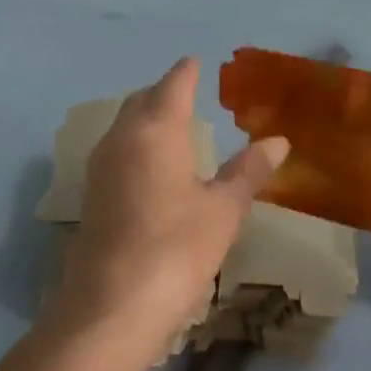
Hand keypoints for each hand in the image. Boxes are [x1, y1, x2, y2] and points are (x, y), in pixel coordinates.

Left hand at [46, 58, 288, 369]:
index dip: (187, 72)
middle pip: (142, 101)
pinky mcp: (93, 198)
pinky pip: (117, 152)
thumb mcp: (224, 209)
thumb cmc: (176, 248)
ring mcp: (101, 169)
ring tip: (176, 125)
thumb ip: (249, 171)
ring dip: (148, 117)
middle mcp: (122, 139)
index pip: (173, 86)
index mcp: (156, 131)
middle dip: (165, 92)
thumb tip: (278, 141)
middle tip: (191, 92)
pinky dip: (137, 144)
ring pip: (125, 126)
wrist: (111, 309)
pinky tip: (154, 166)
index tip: (198, 62)